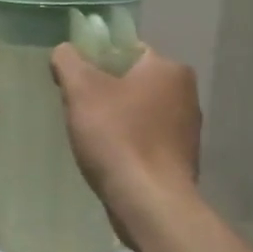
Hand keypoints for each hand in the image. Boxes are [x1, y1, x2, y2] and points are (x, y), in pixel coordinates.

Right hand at [50, 43, 200, 216]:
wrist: (149, 202)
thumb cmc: (117, 137)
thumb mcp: (81, 90)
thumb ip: (69, 61)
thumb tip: (64, 50)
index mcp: (169, 69)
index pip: (127, 50)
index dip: (97, 62)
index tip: (76, 84)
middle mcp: (186, 93)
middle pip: (133, 82)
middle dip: (106, 93)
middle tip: (80, 111)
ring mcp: (188, 129)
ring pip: (140, 112)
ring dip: (118, 120)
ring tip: (93, 139)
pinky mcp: (182, 158)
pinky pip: (148, 139)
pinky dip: (130, 143)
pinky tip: (112, 158)